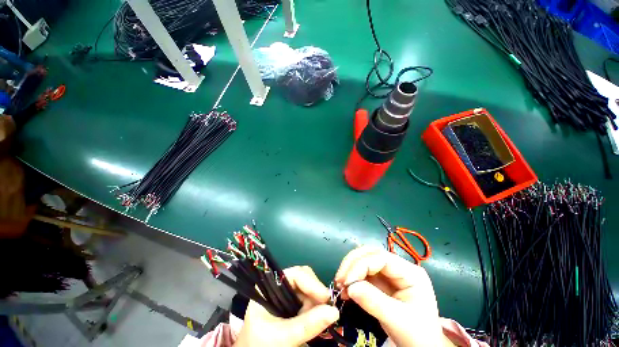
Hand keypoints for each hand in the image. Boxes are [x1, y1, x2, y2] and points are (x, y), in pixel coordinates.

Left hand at [234, 266, 339, 346]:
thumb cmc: (260, 346)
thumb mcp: (282, 337)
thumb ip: (306, 326)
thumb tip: (334, 311)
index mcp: (269, 286)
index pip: (295, 274)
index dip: (312, 283)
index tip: (326, 299)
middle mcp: (278, 285)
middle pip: (304, 278)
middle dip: (314, 294)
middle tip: (322, 312)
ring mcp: (285, 293)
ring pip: (308, 288)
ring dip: (315, 303)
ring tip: (313, 322)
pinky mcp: (291, 303)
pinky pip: (308, 299)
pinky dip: (314, 308)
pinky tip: (311, 320)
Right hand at [335, 247, 454, 346]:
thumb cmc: (417, 335)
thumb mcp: (398, 320)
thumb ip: (374, 302)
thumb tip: (349, 287)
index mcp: (410, 272)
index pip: (381, 258)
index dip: (361, 265)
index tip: (346, 281)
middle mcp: (398, 268)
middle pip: (371, 254)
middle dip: (352, 264)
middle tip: (339, 279)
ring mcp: (389, 274)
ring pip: (364, 261)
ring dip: (350, 270)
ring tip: (340, 285)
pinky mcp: (381, 281)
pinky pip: (362, 273)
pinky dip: (351, 279)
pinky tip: (345, 290)